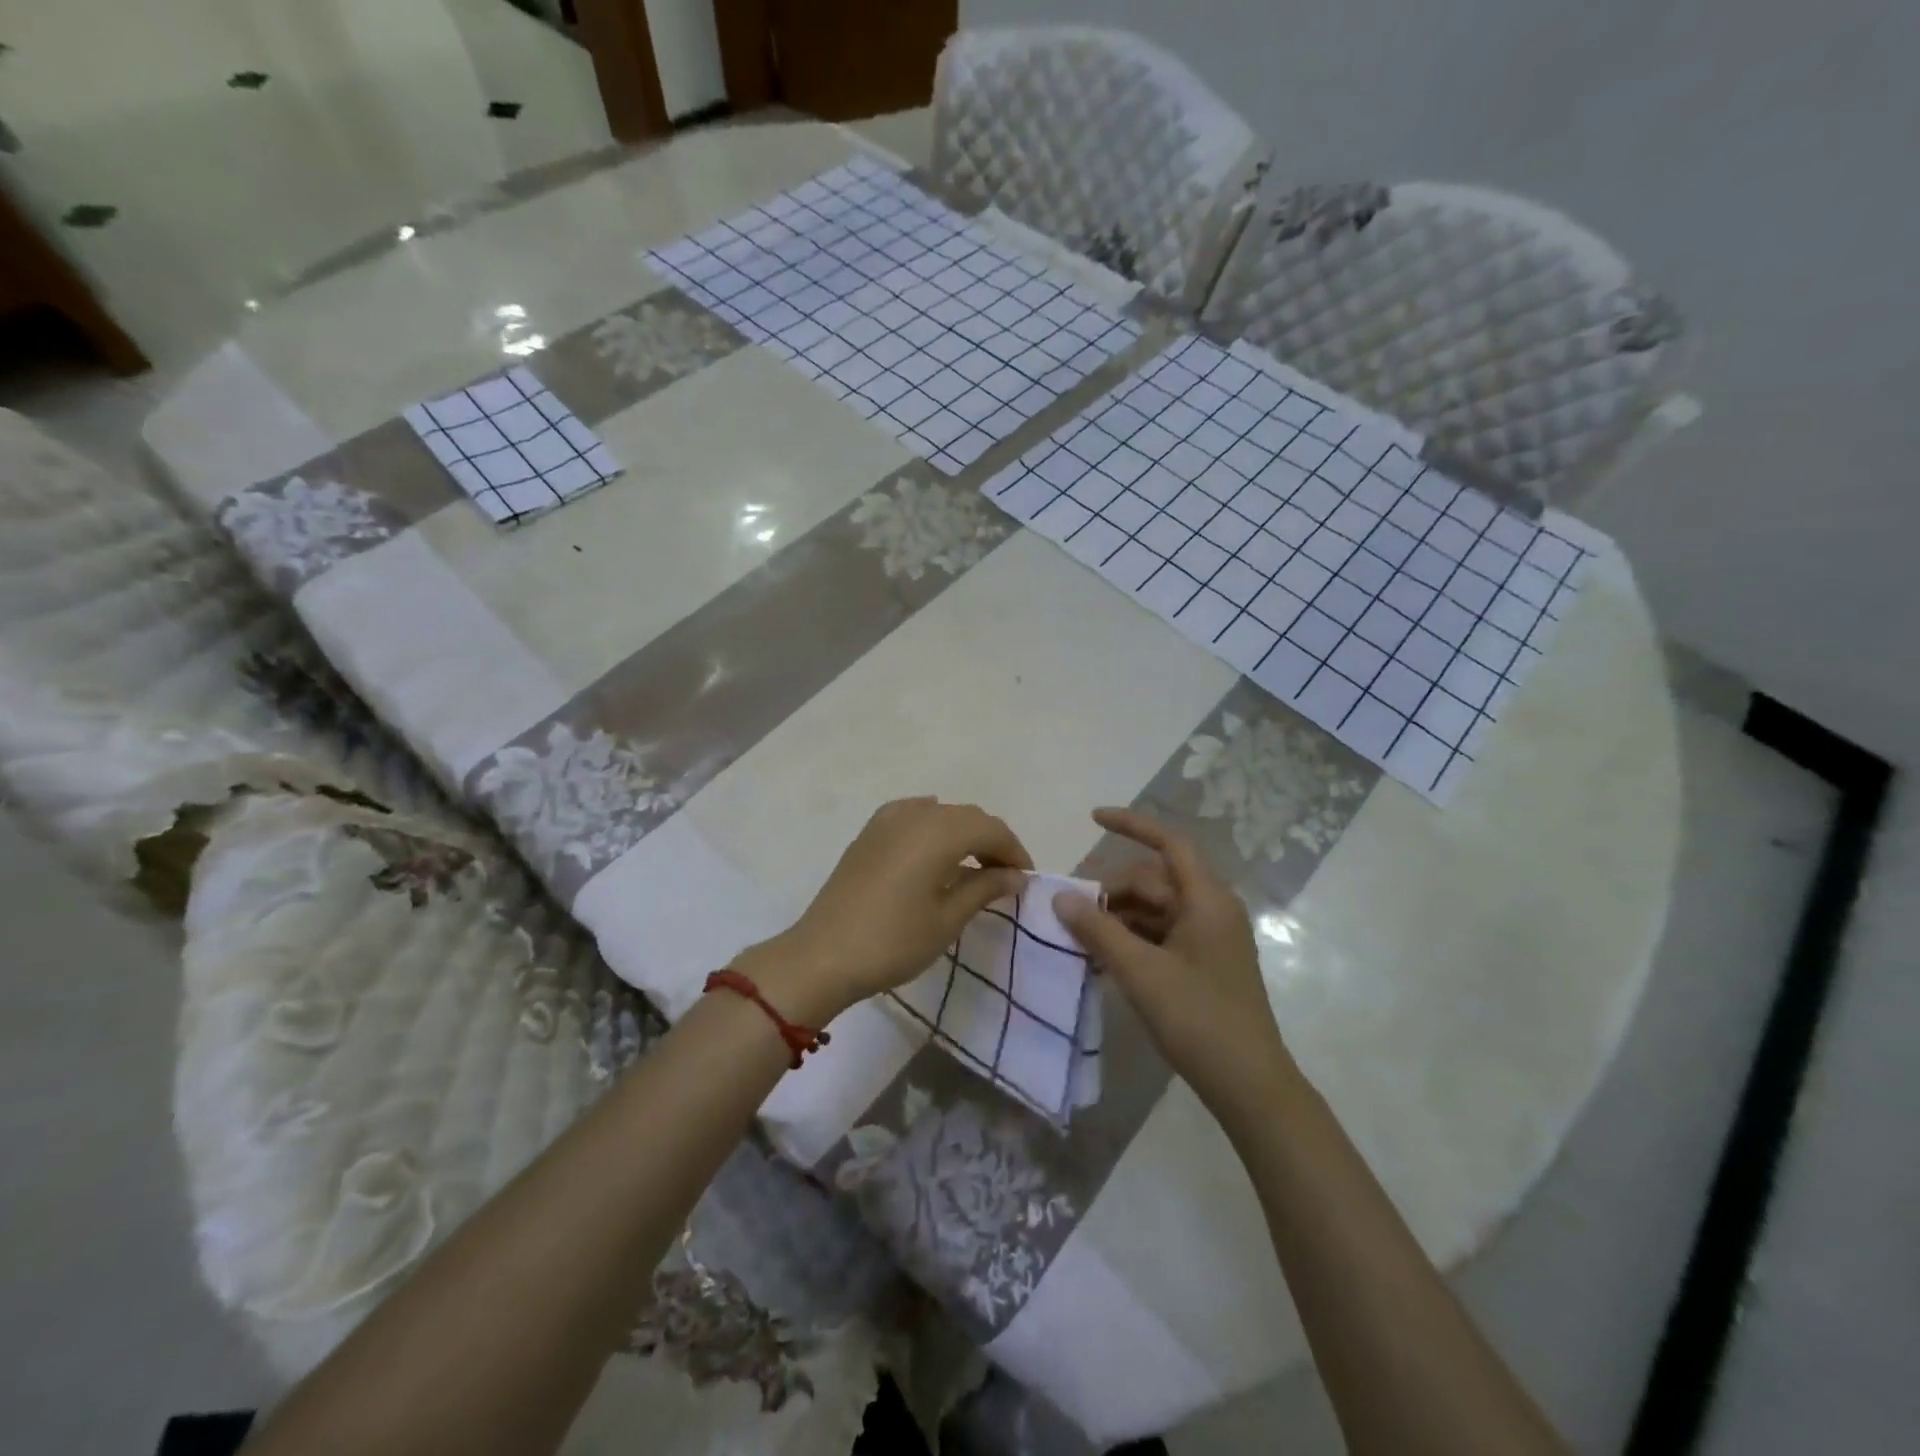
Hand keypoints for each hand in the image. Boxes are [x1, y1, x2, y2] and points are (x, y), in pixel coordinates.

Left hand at [736, 797, 1030, 1026]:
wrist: (822, 955)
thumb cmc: (893, 941)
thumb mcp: (947, 919)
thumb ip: (984, 888)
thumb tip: (1014, 875)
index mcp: (939, 832)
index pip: (991, 828)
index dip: (1014, 851)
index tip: (1025, 880)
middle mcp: (915, 814)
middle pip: (967, 816)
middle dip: (992, 841)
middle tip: (1005, 877)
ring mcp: (887, 820)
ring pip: (941, 813)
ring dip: (963, 834)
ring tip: (973, 867)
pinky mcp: (869, 832)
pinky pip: (913, 816)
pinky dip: (934, 828)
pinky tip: (936, 850)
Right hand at [1054, 808, 1297, 1122]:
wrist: (1250, 1086)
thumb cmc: (1199, 1020)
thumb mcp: (1141, 972)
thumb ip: (1098, 930)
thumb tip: (1060, 896)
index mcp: (1207, 900)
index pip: (1169, 843)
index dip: (1132, 824)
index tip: (1093, 818)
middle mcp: (1211, 909)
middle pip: (1154, 880)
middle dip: (1113, 890)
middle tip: (1072, 914)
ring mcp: (1209, 938)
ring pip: (1155, 909)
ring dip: (1119, 917)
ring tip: (1081, 939)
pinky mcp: (1203, 963)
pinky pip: (1161, 934)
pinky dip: (1132, 939)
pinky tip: (1103, 959)